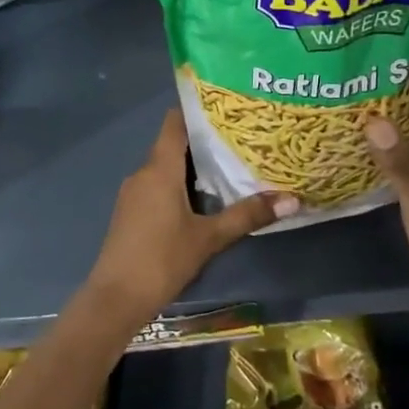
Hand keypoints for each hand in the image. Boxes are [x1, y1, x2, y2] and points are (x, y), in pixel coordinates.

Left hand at [84, 110, 297, 330]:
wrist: (115, 298)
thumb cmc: (162, 259)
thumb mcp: (209, 238)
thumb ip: (247, 215)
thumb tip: (292, 199)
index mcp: (159, 168)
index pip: (174, 122)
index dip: (197, 111)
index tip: (226, 109)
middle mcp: (143, 172)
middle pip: (173, 144)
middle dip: (204, 142)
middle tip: (240, 140)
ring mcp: (133, 193)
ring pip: (165, 168)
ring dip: (193, 167)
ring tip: (229, 167)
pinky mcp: (130, 212)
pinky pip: (157, 186)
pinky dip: (179, 185)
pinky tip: (203, 200)